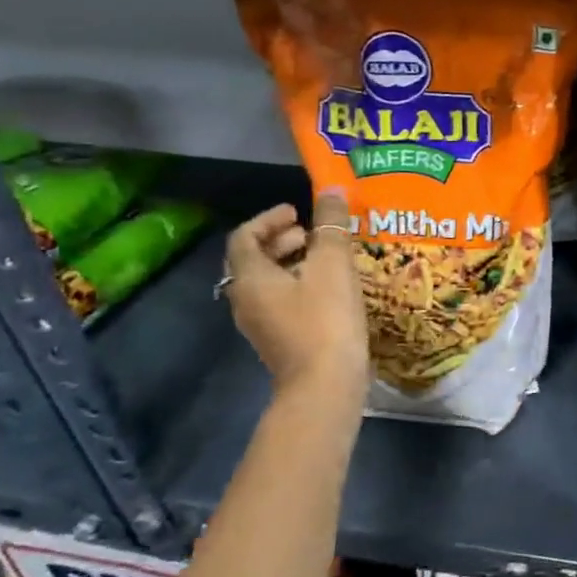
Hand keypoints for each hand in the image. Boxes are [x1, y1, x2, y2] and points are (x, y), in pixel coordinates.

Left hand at [225, 191, 367, 405]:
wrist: (325, 387)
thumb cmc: (325, 321)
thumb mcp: (332, 267)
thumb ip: (332, 227)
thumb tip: (333, 190)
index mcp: (250, 279)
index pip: (244, 237)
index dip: (269, 218)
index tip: (299, 212)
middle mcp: (246, 300)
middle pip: (252, 260)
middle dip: (281, 240)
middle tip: (312, 232)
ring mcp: (261, 324)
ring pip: (267, 282)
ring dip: (291, 263)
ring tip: (325, 258)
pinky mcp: (279, 341)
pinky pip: (281, 301)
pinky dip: (298, 285)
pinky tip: (330, 289)